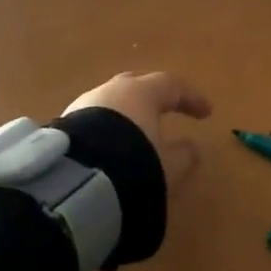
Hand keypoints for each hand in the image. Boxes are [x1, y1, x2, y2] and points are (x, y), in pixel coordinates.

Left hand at [62, 72, 211, 192]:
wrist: (74, 183)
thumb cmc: (132, 164)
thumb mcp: (168, 167)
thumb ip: (183, 155)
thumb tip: (192, 147)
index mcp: (142, 92)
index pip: (172, 86)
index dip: (191, 98)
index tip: (206, 113)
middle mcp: (112, 91)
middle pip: (138, 86)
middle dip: (154, 97)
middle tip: (166, 109)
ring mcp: (83, 105)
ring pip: (112, 103)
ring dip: (126, 114)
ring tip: (135, 133)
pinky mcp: (64, 125)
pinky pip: (93, 121)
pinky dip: (107, 129)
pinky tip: (108, 147)